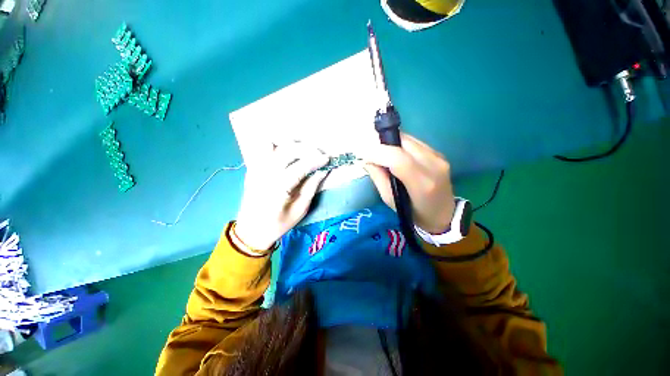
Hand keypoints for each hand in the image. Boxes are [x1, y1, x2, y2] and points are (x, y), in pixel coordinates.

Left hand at [235, 142, 329, 250]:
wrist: (251, 231)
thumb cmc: (278, 224)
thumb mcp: (299, 211)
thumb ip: (311, 188)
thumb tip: (322, 171)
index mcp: (278, 189)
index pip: (300, 167)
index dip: (316, 161)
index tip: (328, 158)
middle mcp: (265, 175)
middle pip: (287, 151)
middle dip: (306, 149)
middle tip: (319, 154)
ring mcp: (256, 170)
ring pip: (274, 146)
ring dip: (291, 145)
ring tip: (304, 151)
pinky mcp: (252, 170)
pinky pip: (262, 150)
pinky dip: (276, 146)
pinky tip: (286, 152)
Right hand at [363, 133, 455, 233]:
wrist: (443, 214)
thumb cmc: (413, 213)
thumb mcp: (390, 200)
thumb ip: (378, 178)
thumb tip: (367, 160)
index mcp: (422, 183)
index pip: (397, 158)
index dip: (378, 153)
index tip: (365, 156)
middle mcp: (433, 165)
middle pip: (403, 142)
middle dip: (382, 145)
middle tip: (372, 154)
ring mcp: (439, 157)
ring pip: (408, 139)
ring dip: (391, 144)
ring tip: (382, 155)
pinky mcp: (439, 153)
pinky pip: (414, 142)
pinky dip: (400, 145)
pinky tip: (396, 155)